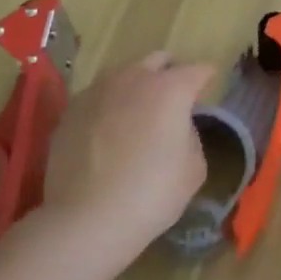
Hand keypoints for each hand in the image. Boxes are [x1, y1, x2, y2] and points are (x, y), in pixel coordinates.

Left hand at [41, 51, 212, 269]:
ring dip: (137, 85)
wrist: (86, 219)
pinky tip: (108, 131)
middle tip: (174, 97)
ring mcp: (98, 90)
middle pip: (159, 59)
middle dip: (170, 72)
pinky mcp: (71, 109)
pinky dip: (109, 105)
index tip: (208, 89)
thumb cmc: (151, 194)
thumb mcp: (194, 168)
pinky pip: (99, 96)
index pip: (198, 70)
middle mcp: (135, 78)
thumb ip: (191, 135)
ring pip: (124, 74)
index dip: (207, 78)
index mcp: (171, 88)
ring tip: (137, 113)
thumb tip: (178, 126)